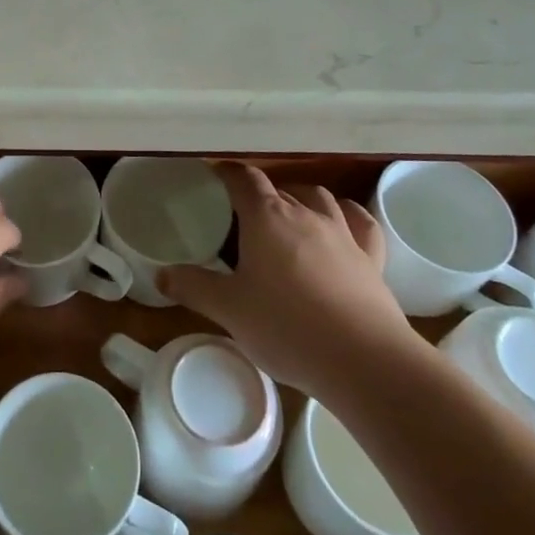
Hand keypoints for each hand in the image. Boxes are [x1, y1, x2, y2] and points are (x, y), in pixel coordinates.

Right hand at [160, 163, 411, 395]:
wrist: (364, 361)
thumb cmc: (287, 328)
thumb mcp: (229, 311)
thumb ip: (193, 287)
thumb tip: (161, 274)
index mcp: (266, 218)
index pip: (243, 179)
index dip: (225, 173)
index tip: (211, 178)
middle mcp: (304, 214)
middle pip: (277, 189)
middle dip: (257, 194)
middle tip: (239, 216)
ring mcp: (342, 234)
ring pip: (318, 197)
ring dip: (299, 197)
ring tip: (287, 214)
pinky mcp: (372, 259)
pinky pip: (360, 223)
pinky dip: (347, 216)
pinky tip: (342, 223)